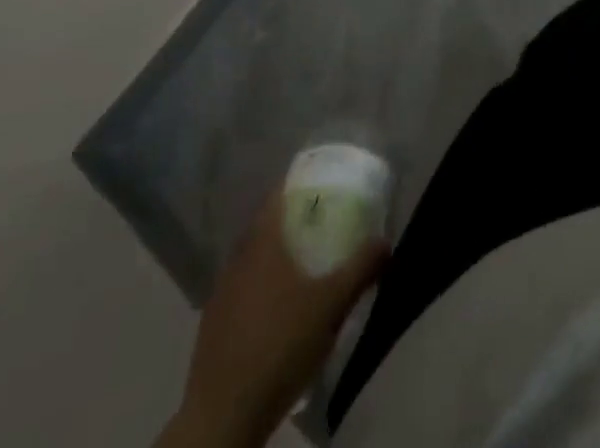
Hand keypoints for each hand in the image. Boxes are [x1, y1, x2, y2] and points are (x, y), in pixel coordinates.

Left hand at [162, 191, 387, 447]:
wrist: (224, 416)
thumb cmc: (281, 345)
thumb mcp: (333, 305)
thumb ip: (361, 267)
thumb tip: (386, 241)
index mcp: (263, 242)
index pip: (277, 195)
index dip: (298, 184)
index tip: (322, 183)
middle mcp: (238, 259)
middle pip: (265, 226)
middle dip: (291, 221)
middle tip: (321, 223)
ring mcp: (221, 293)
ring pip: (252, 259)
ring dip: (275, 255)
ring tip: (304, 264)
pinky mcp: (213, 325)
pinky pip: (242, 288)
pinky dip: (261, 285)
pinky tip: (278, 307)